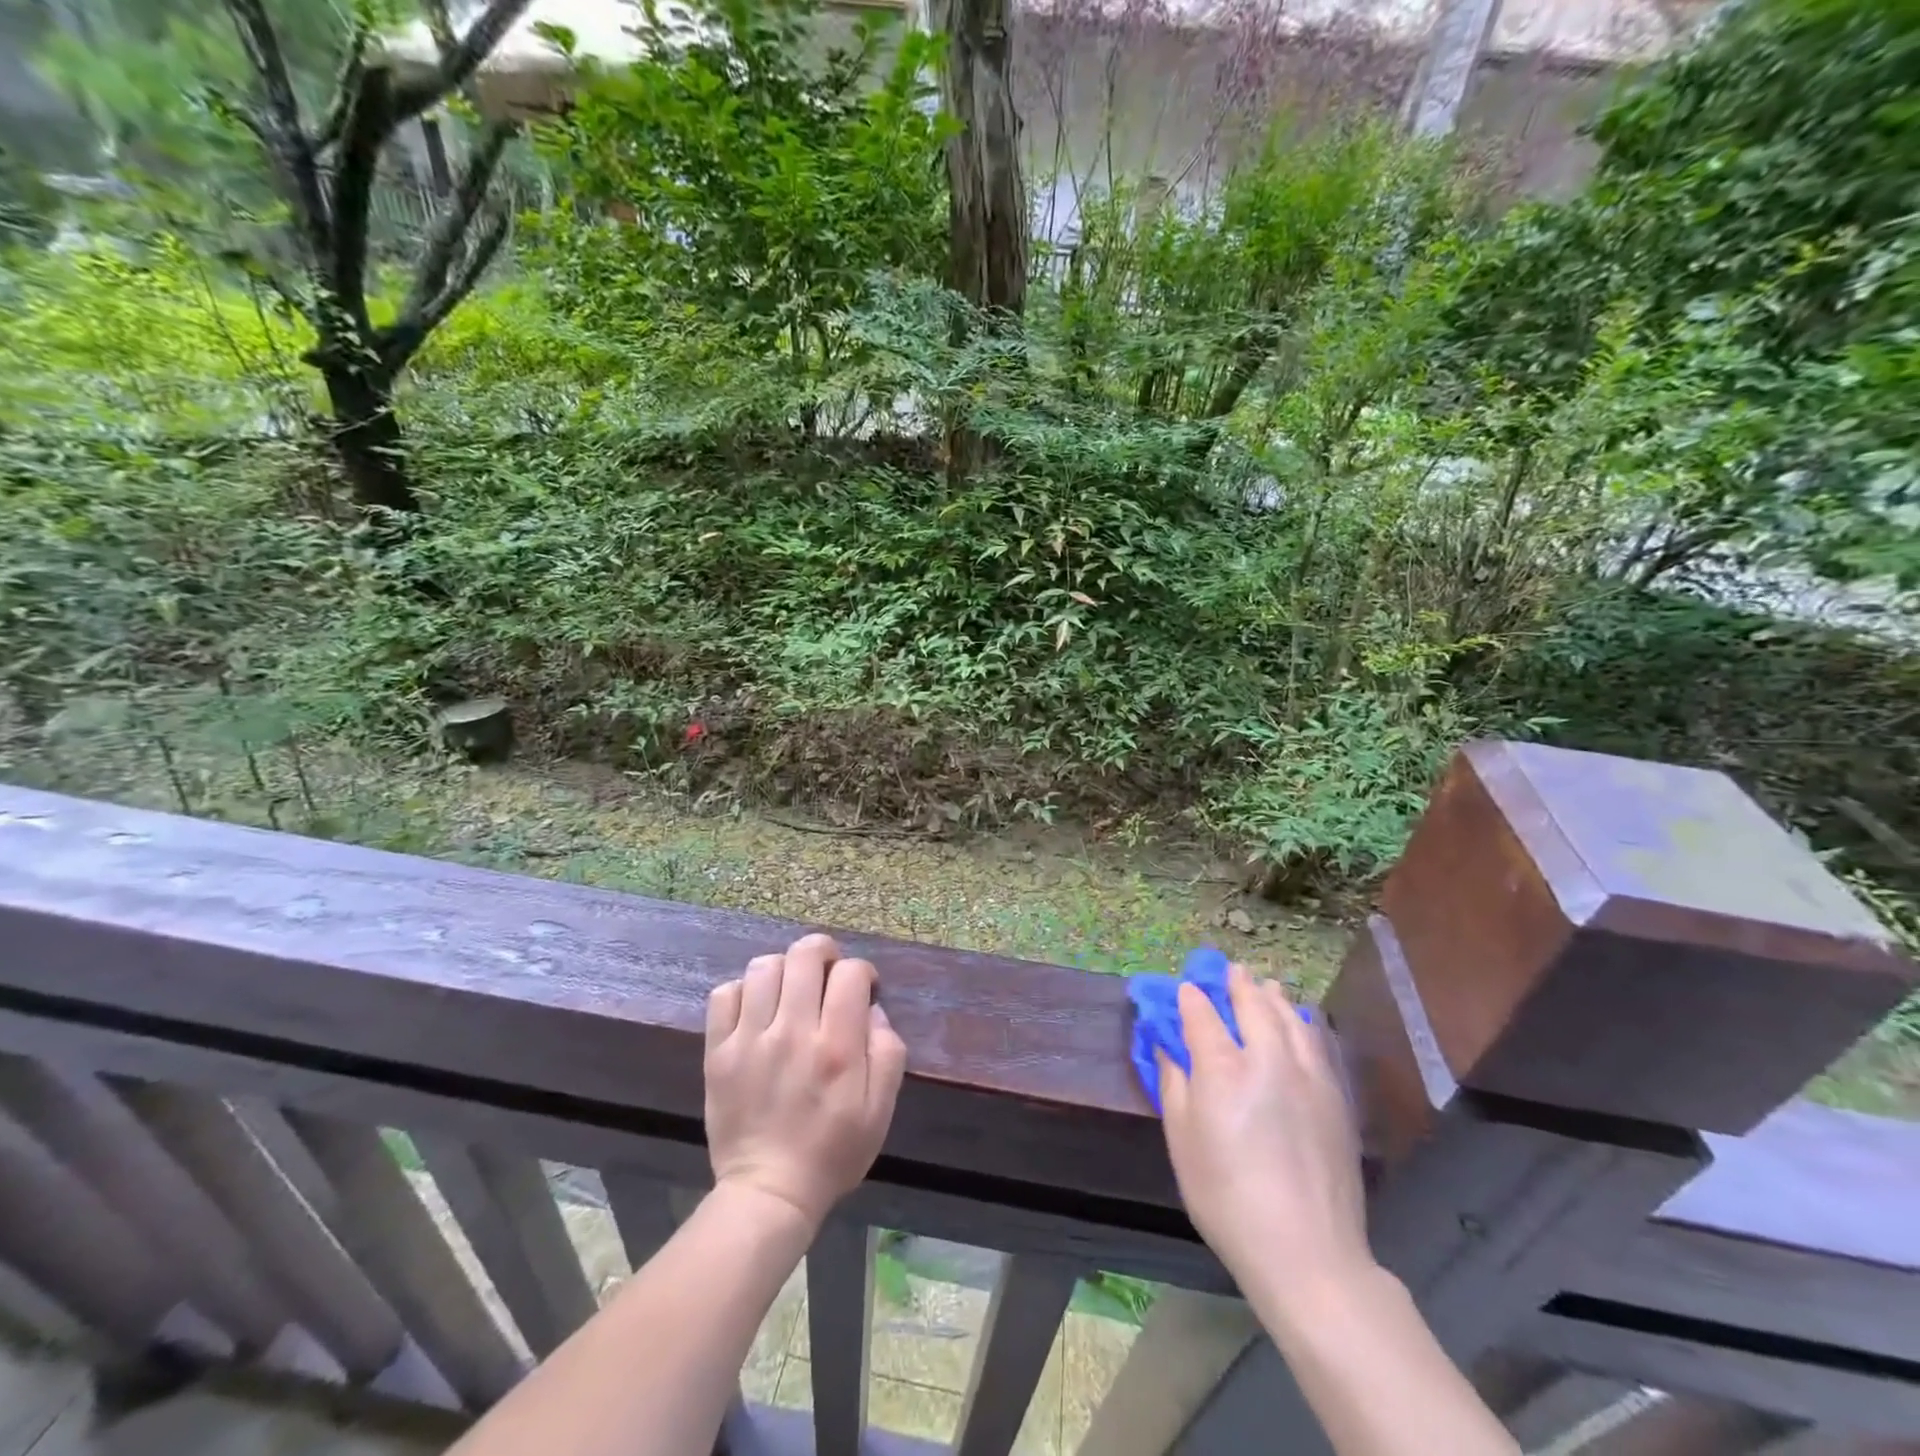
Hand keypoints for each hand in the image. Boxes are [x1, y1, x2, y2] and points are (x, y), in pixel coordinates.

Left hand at [704, 933, 907, 1228]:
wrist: (769, 1193)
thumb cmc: (833, 1151)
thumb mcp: (881, 1109)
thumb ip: (887, 1052)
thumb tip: (872, 1008)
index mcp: (836, 1047)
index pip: (850, 973)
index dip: (862, 972)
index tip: (861, 989)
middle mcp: (792, 1033)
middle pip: (805, 955)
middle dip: (823, 952)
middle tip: (826, 973)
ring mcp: (750, 1040)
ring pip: (764, 966)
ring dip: (784, 969)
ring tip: (790, 990)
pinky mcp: (718, 1052)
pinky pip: (724, 994)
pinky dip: (743, 991)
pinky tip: (756, 1010)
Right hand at [1159, 963, 1371, 1295]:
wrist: (1308, 1253)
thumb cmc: (1227, 1199)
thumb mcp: (1182, 1142)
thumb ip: (1174, 1084)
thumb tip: (1167, 1046)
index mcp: (1222, 1068)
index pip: (1202, 1014)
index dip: (1191, 997)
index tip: (1185, 990)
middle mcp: (1267, 1058)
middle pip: (1252, 1004)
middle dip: (1237, 983)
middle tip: (1231, 969)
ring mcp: (1308, 1074)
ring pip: (1290, 1017)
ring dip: (1273, 996)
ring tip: (1265, 984)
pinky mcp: (1336, 1096)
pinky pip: (1316, 1041)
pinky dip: (1302, 1022)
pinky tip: (1298, 1022)